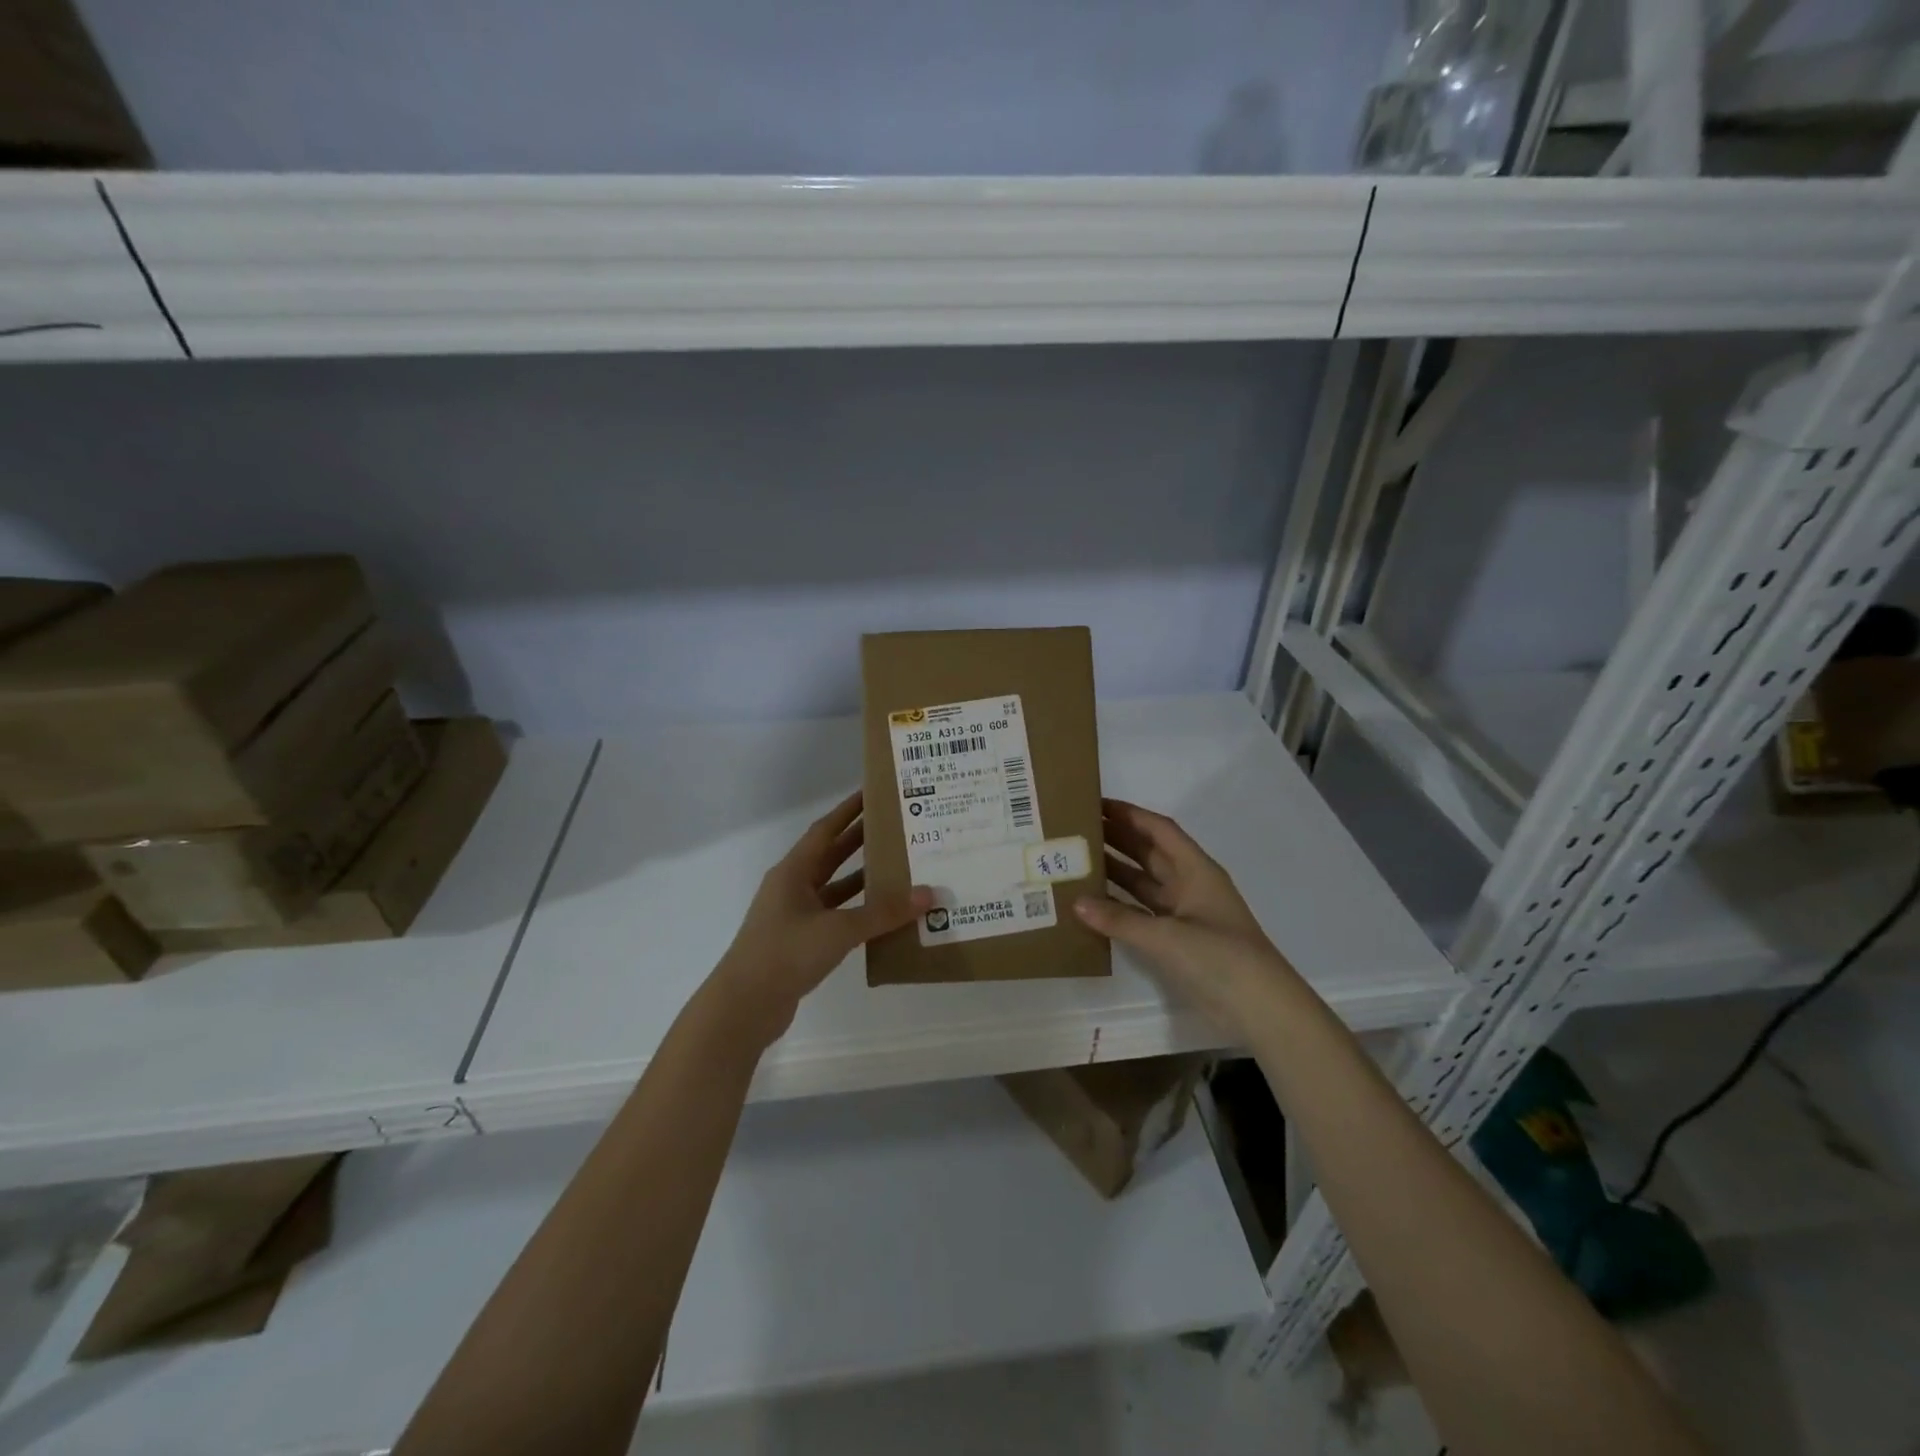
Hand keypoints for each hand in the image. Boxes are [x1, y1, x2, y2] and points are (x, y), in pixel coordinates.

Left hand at [710, 790, 930, 1047]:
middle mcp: (793, 887)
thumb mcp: (838, 929)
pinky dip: (858, 911)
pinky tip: (884, 913)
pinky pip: (836, 916)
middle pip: (831, 855)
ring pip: (835, 887)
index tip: (873, 793)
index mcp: (793, 871)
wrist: (745, 1006)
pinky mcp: (801, 941)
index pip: (825, 830)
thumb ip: (883, 912)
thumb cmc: (786, 953)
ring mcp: (795, 915)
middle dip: (860, 840)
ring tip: (899, 866)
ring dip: (862, 877)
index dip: (849, 810)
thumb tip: (928, 894)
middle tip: (896, 826)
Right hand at [1074, 798, 1294, 1036]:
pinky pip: (1142, 913)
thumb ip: (1120, 919)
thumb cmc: (1221, 958)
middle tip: (1077, 829)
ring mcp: (1184, 914)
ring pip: (1144, 882)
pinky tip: (1093, 904)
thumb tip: (1076, 902)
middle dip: (1117, 838)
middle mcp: (1190, 885)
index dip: (1130, 814)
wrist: (1261, 1009)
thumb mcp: (1168, 936)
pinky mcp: (1179, 940)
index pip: (1160, 830)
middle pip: (1149, 852)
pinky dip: (1120, 906)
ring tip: (1077, 861)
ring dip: (1115, 871)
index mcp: (1196, 870)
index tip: (1096, 804)